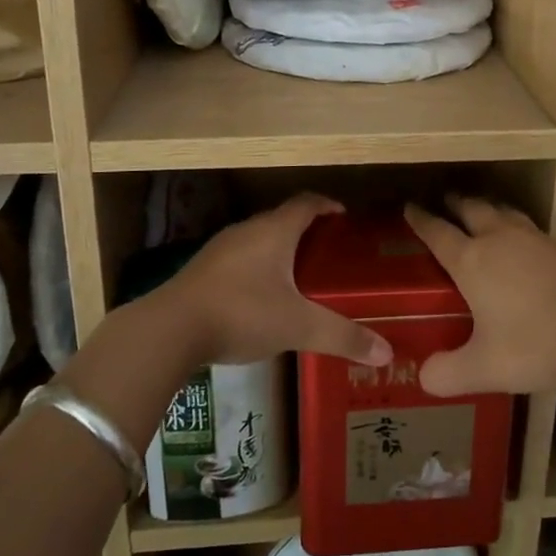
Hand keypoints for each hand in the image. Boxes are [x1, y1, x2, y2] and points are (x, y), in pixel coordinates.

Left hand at [158, 194, 392, 368]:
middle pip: (283, 220)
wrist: (169, 330)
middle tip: (330, 253)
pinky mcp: (203, 271)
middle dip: (308, 231)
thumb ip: (342, 337)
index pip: (307, 203)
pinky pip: (240, 259)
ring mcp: (221, 249)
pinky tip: (264, 298)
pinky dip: (258, 269)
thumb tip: (386, 353)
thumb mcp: (298, 326)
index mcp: (274, 231)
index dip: (328, 205)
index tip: (344, 217)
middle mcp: (247, 230)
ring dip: (281, 250)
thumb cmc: (242, 313)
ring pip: (259, 240)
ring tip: (301, 276)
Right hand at [406, 196, 555, 396]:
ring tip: (481, 212)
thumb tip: (424, 377)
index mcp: (473, 261)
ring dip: (487, 208)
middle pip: (472, 209)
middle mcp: (500, 240)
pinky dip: (515, 226)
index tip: (409, 207)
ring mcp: (535, 240)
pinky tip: (522, 243)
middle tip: (444, 201)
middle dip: (454, 203)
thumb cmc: (535, 346)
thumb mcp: (484, 368)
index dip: (421, 220)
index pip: (438, 232)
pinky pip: (529, 227)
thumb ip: (448, 373)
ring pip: (503, 212)